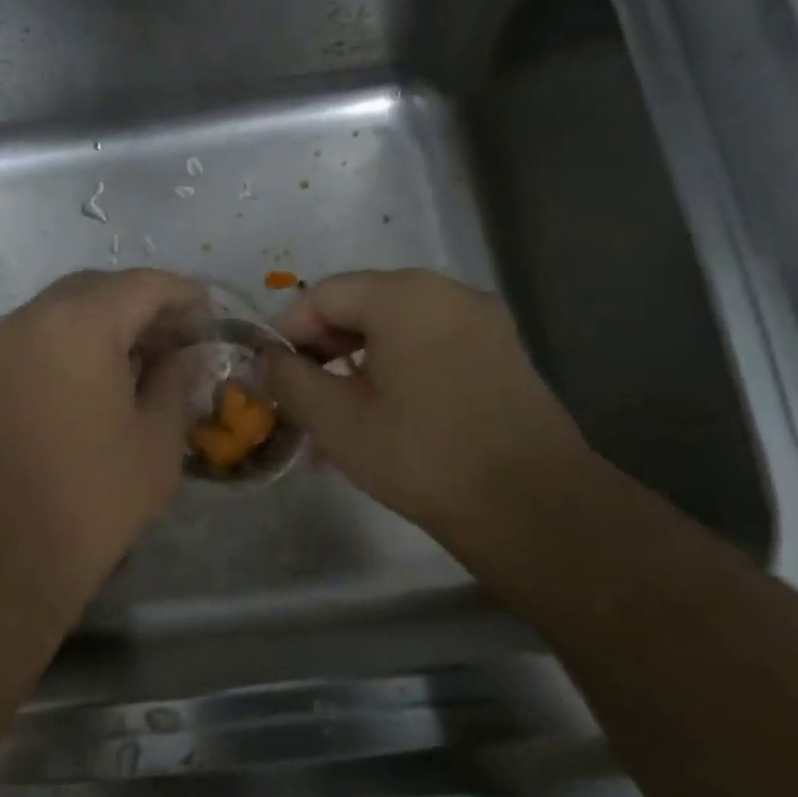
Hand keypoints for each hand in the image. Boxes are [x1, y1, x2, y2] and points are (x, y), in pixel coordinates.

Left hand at [0, 270, 205, 613]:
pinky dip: (73, 343)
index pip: (142, 285)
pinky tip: (99, 379)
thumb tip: (181, 355)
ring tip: (143, 359)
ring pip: (63, 311)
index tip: (210, 315)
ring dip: (106, 323)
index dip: (183, 295)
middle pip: (97, 289)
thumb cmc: (92, 498)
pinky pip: (37, 338)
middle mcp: (31, 319)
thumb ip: (174, 381)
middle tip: (178, 338)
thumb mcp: (156, 440)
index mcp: (79, 324)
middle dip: (142, 305)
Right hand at [261, 270, 591, 556]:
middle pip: (362, 304)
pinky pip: (430, 343)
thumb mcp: (336, 420)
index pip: (323, 295)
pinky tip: (383, 410)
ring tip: (336, 410)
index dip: (287, 331)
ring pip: (397, 327)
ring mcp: (480, 319)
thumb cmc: (420, 455)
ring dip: (357, 360)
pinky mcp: (500, 350)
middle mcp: (446, 292)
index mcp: (403, 296)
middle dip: (322, 347)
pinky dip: (396, 366)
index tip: (269, 373)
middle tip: (299, 394)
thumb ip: (289, 379)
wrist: (530, 504)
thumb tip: (267, 359)